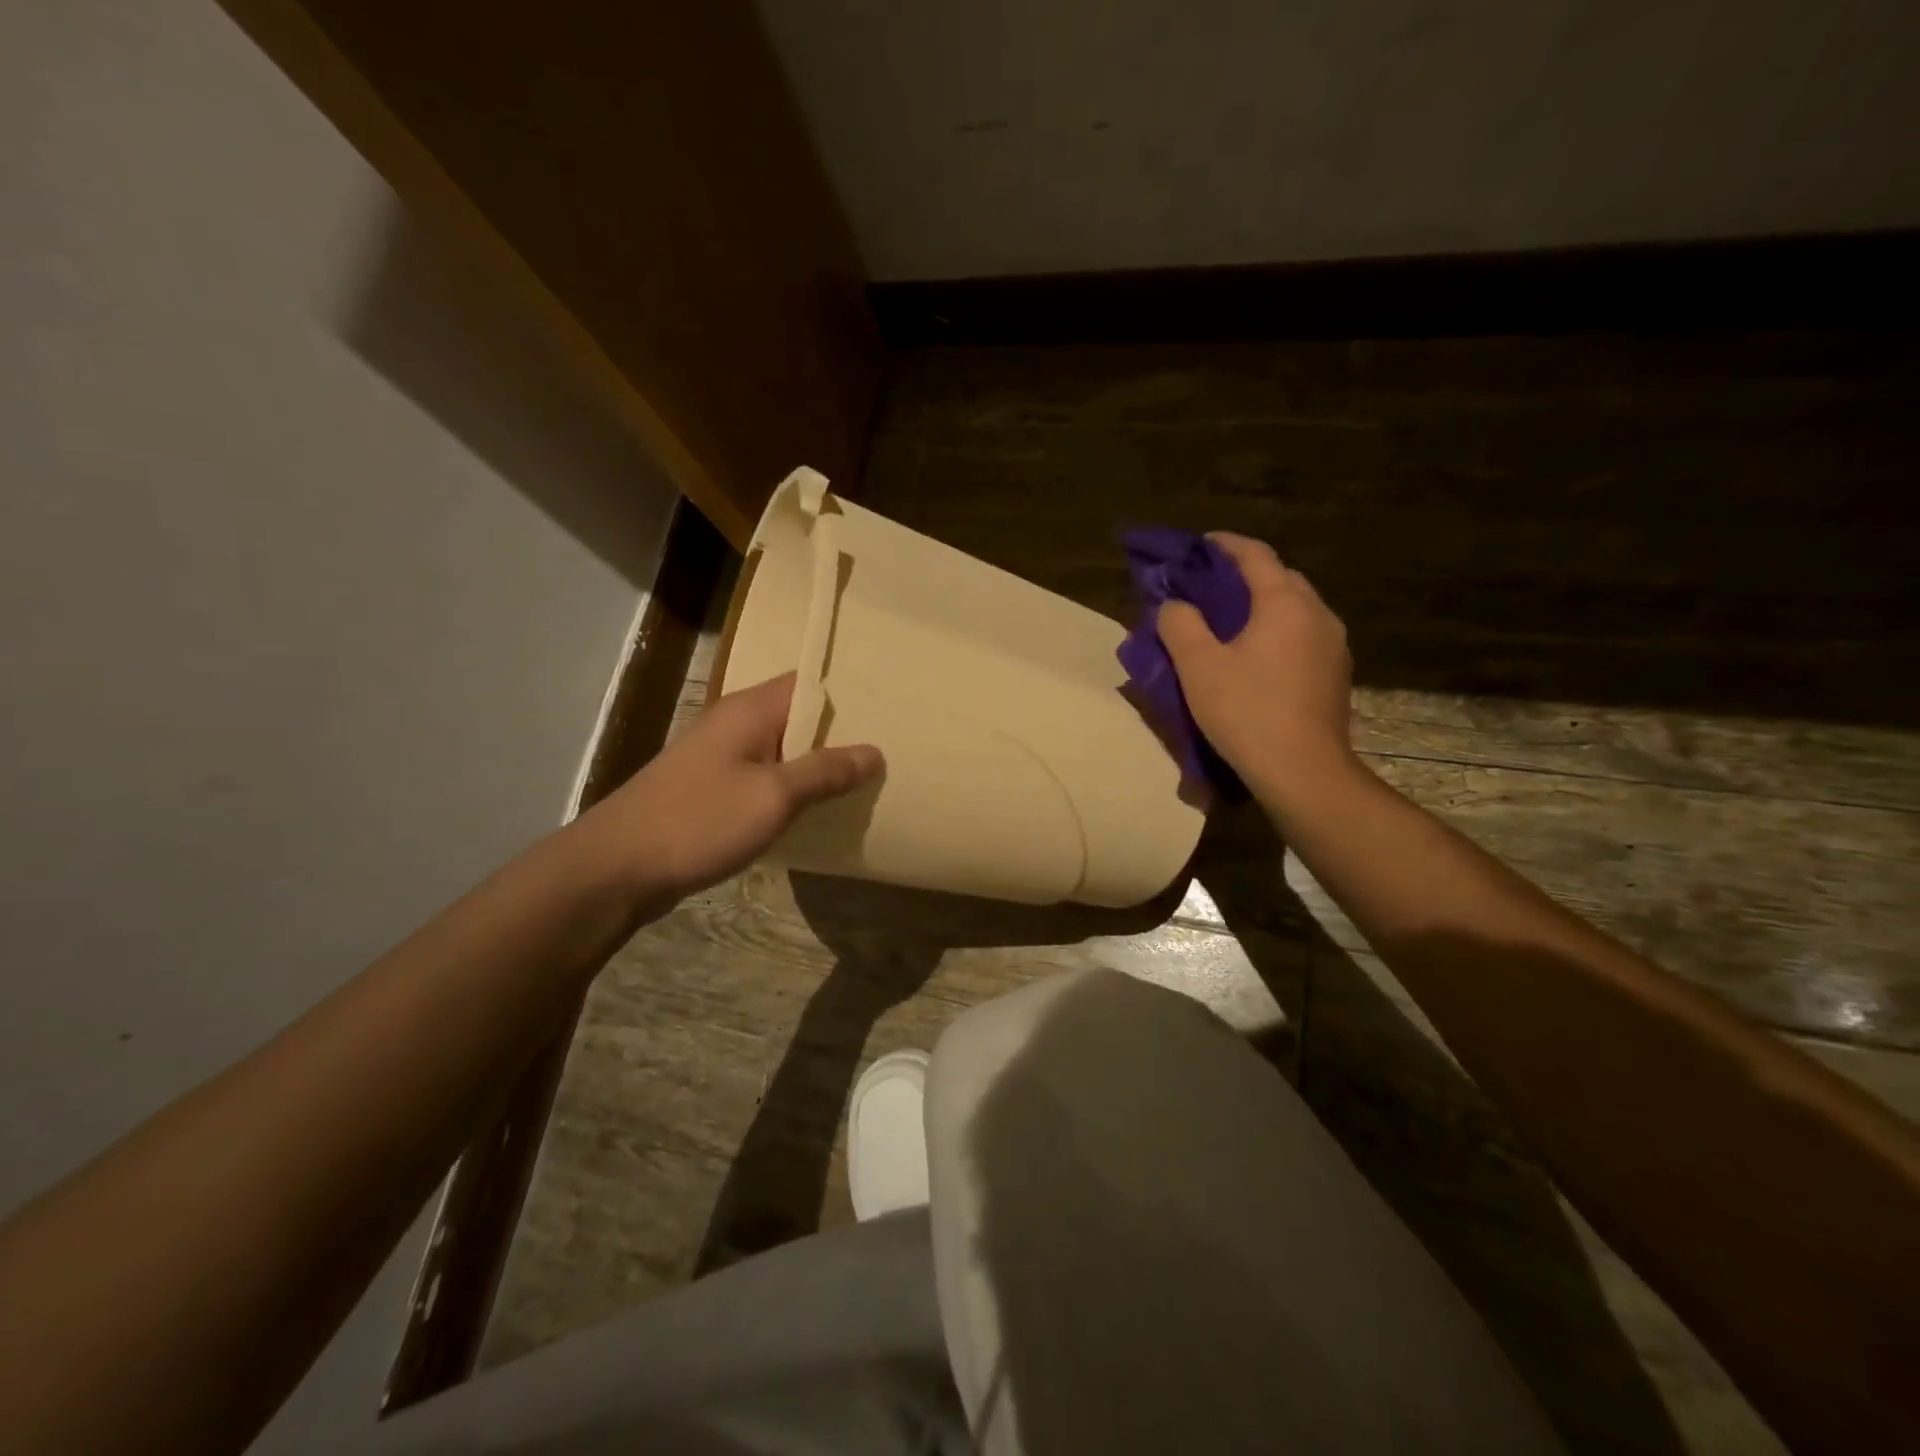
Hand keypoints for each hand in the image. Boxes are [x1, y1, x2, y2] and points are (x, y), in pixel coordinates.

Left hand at [581, 673, 882, 902]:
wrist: (617, 868)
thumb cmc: (699, 820)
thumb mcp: (774, 796)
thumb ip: (825, 772)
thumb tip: (875, 752)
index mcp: (750, 710)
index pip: (808, 682)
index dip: (848, 693)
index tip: (889, 709)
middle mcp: (735, 724)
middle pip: (798, 717)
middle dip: (840, 734)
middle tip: (889, 750)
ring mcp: (721, 759)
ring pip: (783, 751)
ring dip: (817, 766)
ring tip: (865, 780)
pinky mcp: (713, 791)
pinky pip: (765, 779)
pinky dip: (792, 789)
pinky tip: (819, 810)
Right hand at [1156, 533, 1355, 808]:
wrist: (1303, 771)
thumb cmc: (1247, 711)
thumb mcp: (1198, 666)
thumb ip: (1180, 624)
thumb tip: (1175, 604)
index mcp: (1285, 602)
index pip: (1255, 555)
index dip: (1224, 545)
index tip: (1198, 546)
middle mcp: (1317, 613)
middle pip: (1279, 578)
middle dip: (1243, 576)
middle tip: (1207, 589)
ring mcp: (1333, 644)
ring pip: (1293, 609)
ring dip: (1262, 606)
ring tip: (1228, 623)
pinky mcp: (1335, 673)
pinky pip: (1302, 636)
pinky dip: (1276, 632)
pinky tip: (1255, 657)